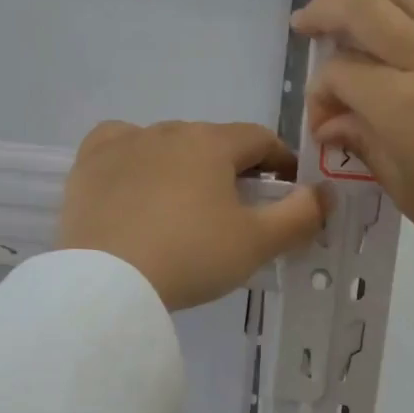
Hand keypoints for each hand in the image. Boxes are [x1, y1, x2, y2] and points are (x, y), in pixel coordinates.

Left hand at [58, 121, 325, 310]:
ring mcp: (124, 144)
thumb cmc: (192, 257)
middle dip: (232, 169)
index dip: (281, 161)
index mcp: (212, 143)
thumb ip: (299, 215)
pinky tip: (136, 183)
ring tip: (186, 206)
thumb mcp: (257, 243)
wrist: (108, 282)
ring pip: (167, 145)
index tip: (288, 188)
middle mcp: (168, 130)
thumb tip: (324, 193)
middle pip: (213, 142)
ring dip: (185, 166)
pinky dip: (135, 160)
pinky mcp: (88, 165)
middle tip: (238, 209)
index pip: (260, 140)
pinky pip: (120, 148)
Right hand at [294, 0, 413, 273]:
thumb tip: (333, 123)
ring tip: (353, 3)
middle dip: (326, 11)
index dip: (320, 92)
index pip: (341, 74)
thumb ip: (366, 145)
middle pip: (366, 8)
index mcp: (403, 105)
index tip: (324, 119)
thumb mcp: (407, 192)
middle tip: (307, 23)